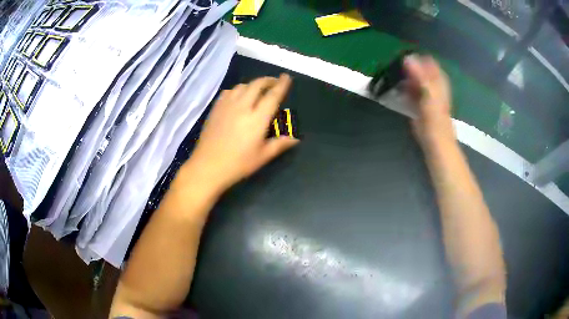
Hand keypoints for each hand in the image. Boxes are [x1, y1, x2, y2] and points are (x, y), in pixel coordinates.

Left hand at [185, 74, 298, 191]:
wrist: (208, 166)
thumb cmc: (238, 164)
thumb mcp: (262, 156)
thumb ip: (279, 144)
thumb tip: (295, 139)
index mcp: (257, 119)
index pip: (272, 96)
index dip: (281, 85)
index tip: (286, 77)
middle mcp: (242, 107)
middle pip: (257, 85)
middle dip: (267, 80)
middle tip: (274, 82)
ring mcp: (227, 106)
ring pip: (242, 86)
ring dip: (252, 84)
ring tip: (257, 90)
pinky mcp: (216, 109)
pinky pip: (228, 92)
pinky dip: (237, 90)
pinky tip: (238, 97)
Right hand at [404, 54, 454, 149]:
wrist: (434, 139)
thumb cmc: (435, 117)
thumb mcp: (429, 93)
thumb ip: (419, 75)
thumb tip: (407, 57)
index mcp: (438, 80)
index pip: (428, 61)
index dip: (416, 58)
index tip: (403, 57)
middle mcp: (432, 84)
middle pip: (419, 69)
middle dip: (408, 67)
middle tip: (395, 67)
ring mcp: (425, 93)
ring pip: (413, 79)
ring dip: (404, 77)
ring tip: (392, 75)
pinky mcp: (418, 102)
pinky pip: (409, 90)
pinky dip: (403, 87)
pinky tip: (395, 87)